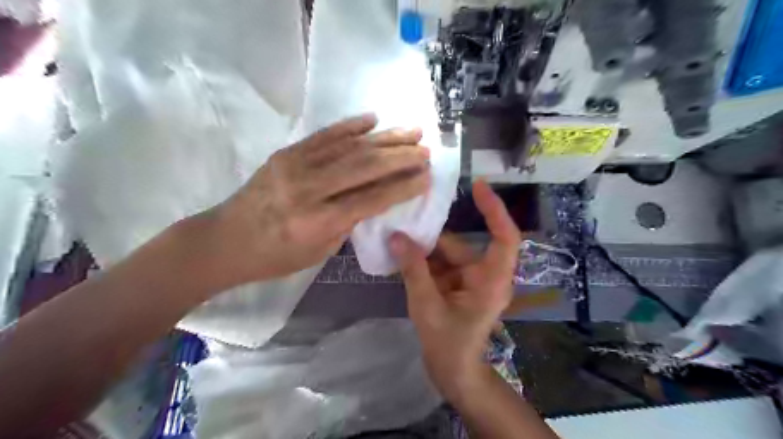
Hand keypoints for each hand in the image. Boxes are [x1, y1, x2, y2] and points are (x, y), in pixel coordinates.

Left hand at [207, 111, 427, 284]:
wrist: (223, 240)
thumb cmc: (274, 257)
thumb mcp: (319, 252)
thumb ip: (348, 222)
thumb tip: (374, 196)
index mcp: (318, 221)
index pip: (372, 198)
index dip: (403, 186)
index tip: (427, 176)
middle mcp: (309, 189)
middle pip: (364, 166)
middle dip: (400, 156)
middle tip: (426, 149)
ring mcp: (295, 165)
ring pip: (349, 146)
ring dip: (384, 137)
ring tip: (411, 130)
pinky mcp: (286, 153)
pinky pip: (324, 135)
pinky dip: (350, 126)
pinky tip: (372, 119)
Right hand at [389, 178, 518, 401]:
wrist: (453, 374)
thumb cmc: (448, 343)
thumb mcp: (427, 305)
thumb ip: (413, 269)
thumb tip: (397, 237)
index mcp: (491, 279)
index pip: (504, 236)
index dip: (494, 209)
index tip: (477, 186)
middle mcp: (485, 275)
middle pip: (461, 246)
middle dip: (433, 238)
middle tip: (404, 221)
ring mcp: (470, 281)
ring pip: (447, 255)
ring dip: (423, 251)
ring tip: (395, 239)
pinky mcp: (458, 287)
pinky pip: (440, 266)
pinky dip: (422, 262)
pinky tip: (400, 257)